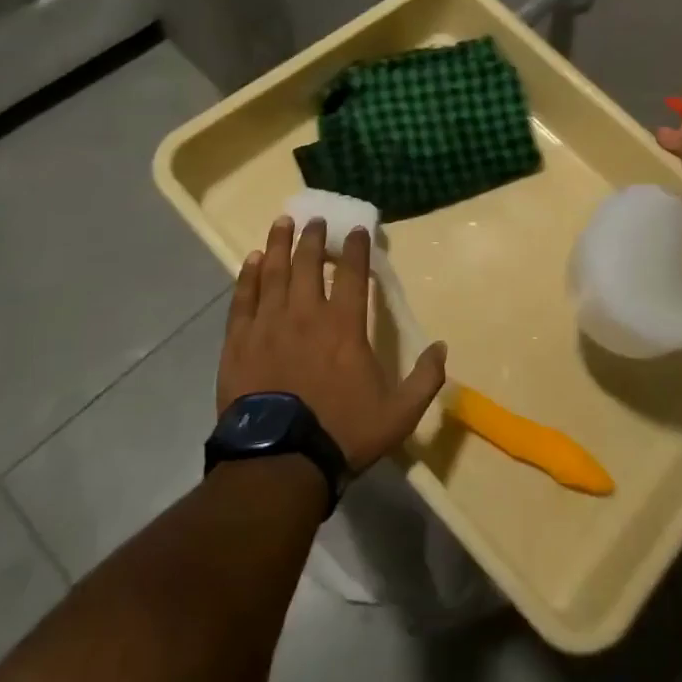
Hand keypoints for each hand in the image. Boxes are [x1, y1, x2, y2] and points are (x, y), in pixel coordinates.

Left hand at [218, 216, 447, 472]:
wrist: (279, 462)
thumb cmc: (342, 433)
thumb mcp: (399, 413)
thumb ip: (425, 378)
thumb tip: (442, 347)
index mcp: (345, 326)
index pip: (353, 274)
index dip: (357, 249)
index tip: (358, 231)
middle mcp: (306, 314)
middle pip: (309, 264)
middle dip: (314, 238)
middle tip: (315, 219)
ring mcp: (268, 325)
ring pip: (274, 273)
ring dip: (279, 245)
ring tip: (282, 223)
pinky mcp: (239, 342)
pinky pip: (243, 299)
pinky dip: (248, 277)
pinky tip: (250, 261)